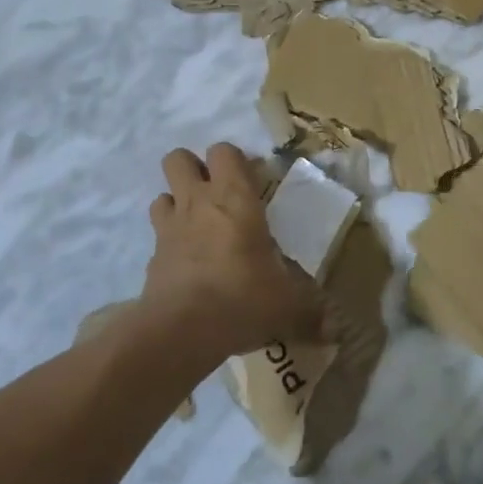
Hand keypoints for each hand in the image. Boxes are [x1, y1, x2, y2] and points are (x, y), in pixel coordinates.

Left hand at [140, 144, 321, 359]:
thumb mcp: (288, 306)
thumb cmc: (243, 299)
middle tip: (217, 195)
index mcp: (234, 198)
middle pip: (178, 159)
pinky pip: (157, 237)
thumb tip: (330, 331)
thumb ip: (310, 313)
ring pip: (162, 194)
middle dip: (194, 169)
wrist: (180, 331)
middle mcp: (198, 203)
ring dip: (178, 203)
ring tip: (200, 227)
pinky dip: (169, 243)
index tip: (253, 184)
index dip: (236, 161)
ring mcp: (169, 228)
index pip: (225, 151)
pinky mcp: (151, 258)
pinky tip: (187, 266)